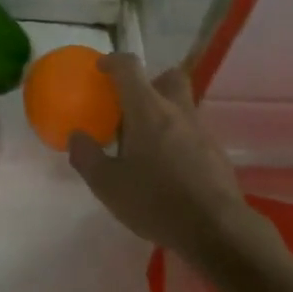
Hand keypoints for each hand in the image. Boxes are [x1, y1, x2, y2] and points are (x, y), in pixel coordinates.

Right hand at [68, 54, 256, 265]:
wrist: (216, 229)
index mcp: (147, 110)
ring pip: (182, 106)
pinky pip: (192, 132)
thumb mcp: (108, 185)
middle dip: (150, 82)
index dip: (113, 62)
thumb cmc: (156, 201)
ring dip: (164, 114)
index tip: (101, 69)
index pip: (129, 68)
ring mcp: (201, 130)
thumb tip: (76, 137)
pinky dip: (178, 138)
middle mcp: (177, 111)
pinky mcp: (216, 152)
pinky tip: (168, 167)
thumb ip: (87, 157)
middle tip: (131, 105)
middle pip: (168, 77)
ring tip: (146, 144)